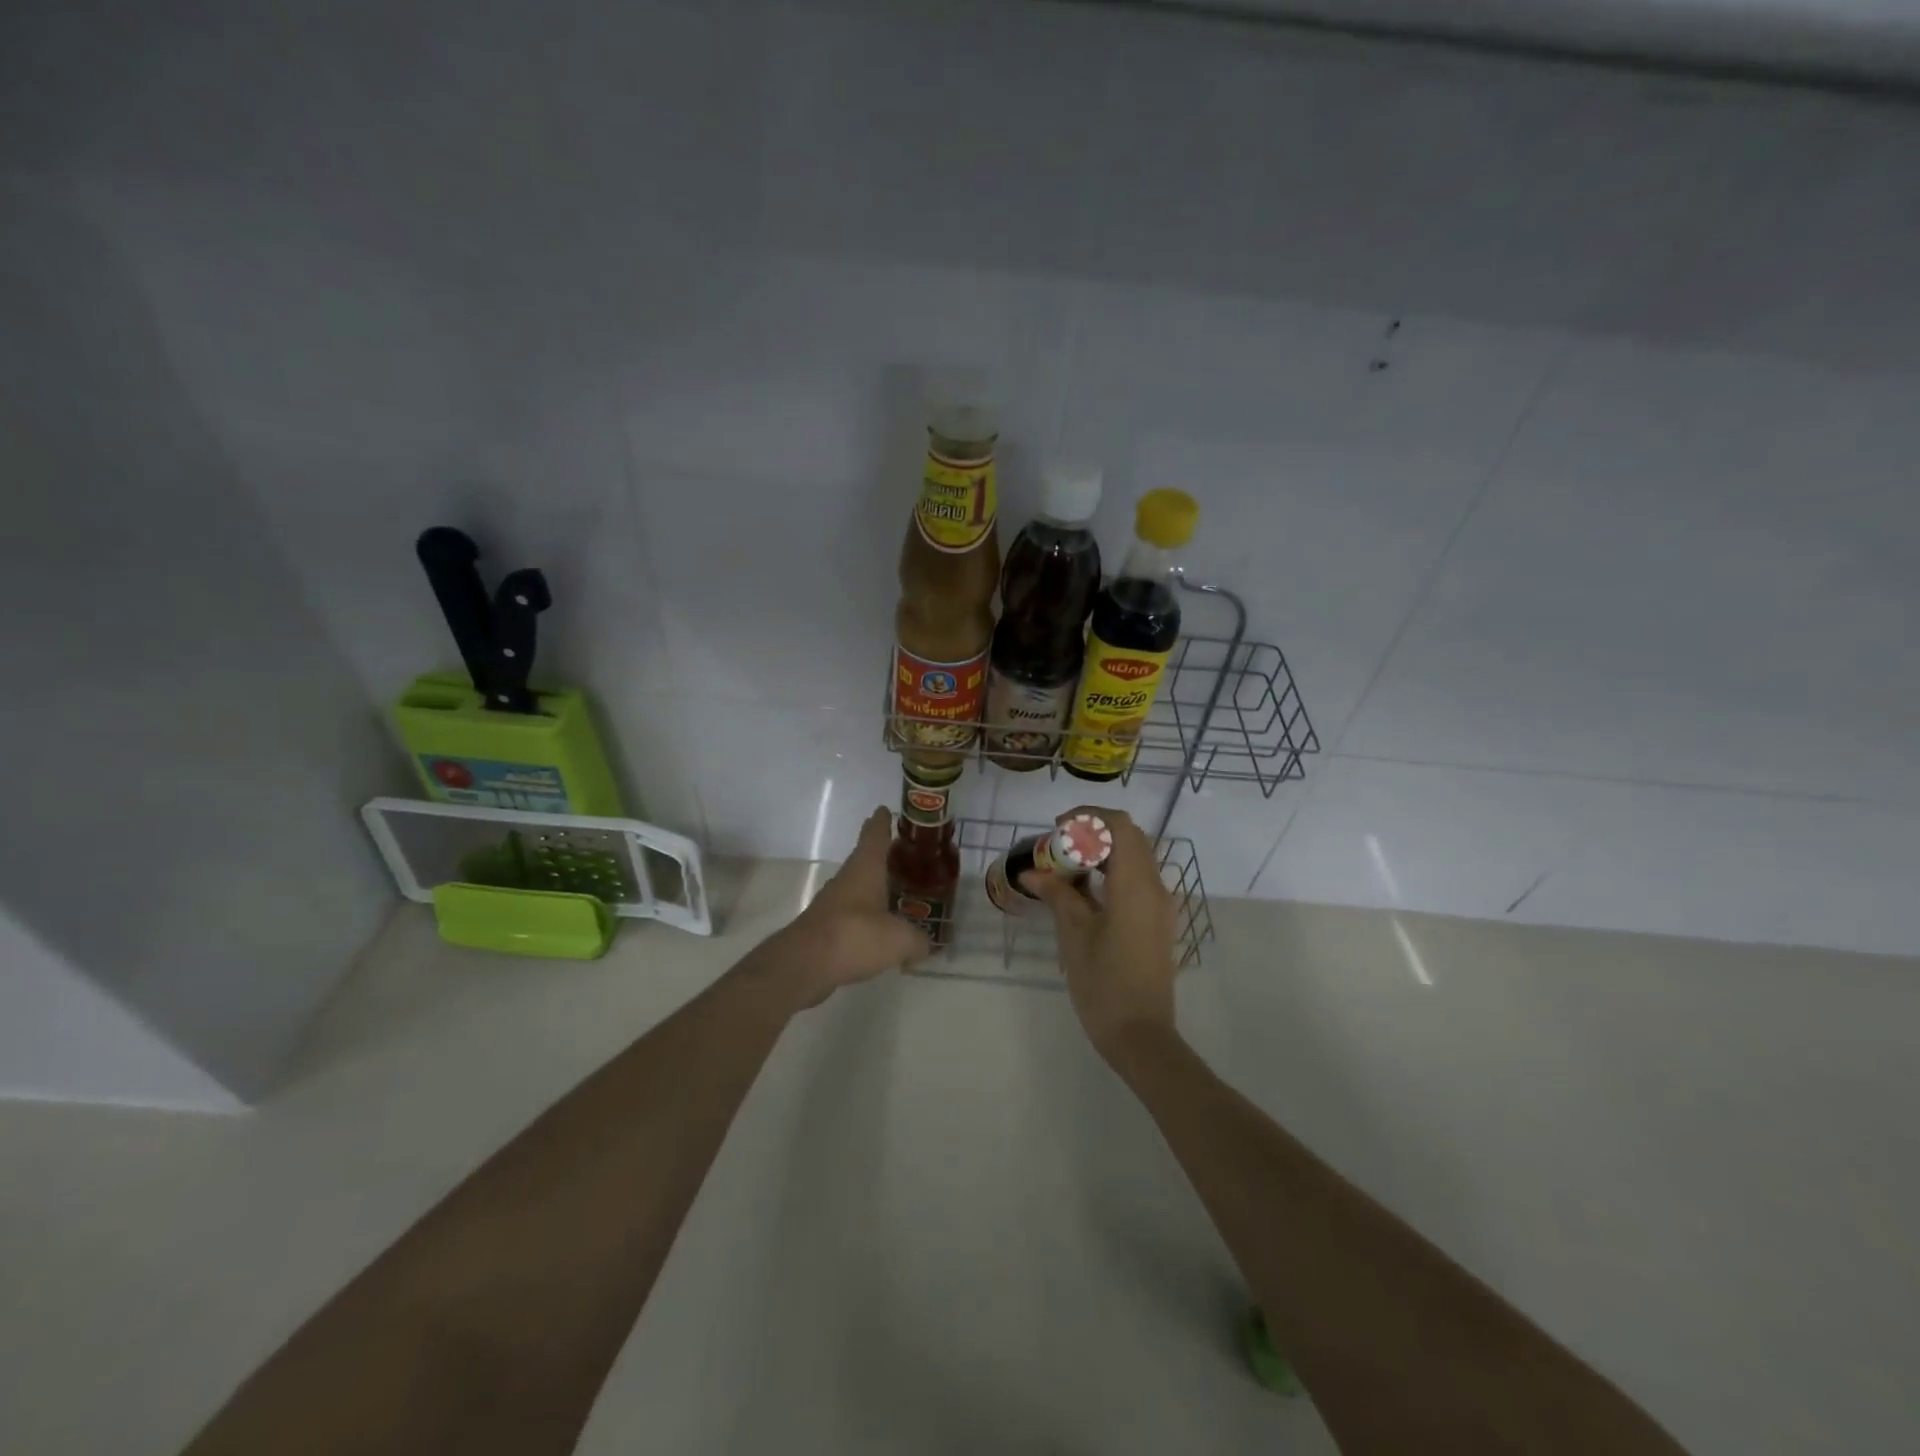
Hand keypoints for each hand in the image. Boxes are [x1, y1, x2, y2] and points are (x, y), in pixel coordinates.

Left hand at [750, 806, 931, 1008]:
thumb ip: (917, 940)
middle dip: (882, 857)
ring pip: (857, 889)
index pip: (874, 835)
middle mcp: (847, 880)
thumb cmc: (855, 936)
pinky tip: (879, 933)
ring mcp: (833, 904)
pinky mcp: (825, 928)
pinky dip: (866, 919)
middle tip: (903, 857)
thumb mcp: (900, 939)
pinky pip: (851, 916)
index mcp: (865, 868)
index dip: (881, 822)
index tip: (883, 810)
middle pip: (865, 860)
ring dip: (874, 889)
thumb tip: (925, 945)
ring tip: (896, 895)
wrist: (804, 964)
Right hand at [1021, 807, 1179, 1060]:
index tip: (1057, 829)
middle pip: (1130, 837)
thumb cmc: (1104, 984)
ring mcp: (1160, 906)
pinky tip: (1084, 892)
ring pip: (1135, 858)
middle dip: (1094, 833)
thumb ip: (1057, 894)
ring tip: (1066, 869)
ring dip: (1103, 853)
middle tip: (1060, 847)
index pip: (1120, 826)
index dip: (1088, 817)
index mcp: (1135, 885)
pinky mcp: (1158, 922)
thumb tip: (1033, 872)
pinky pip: (1138, 880)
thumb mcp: (1074, 935)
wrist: (1141, 1036)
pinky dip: (1113, 873)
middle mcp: (1155, 887)